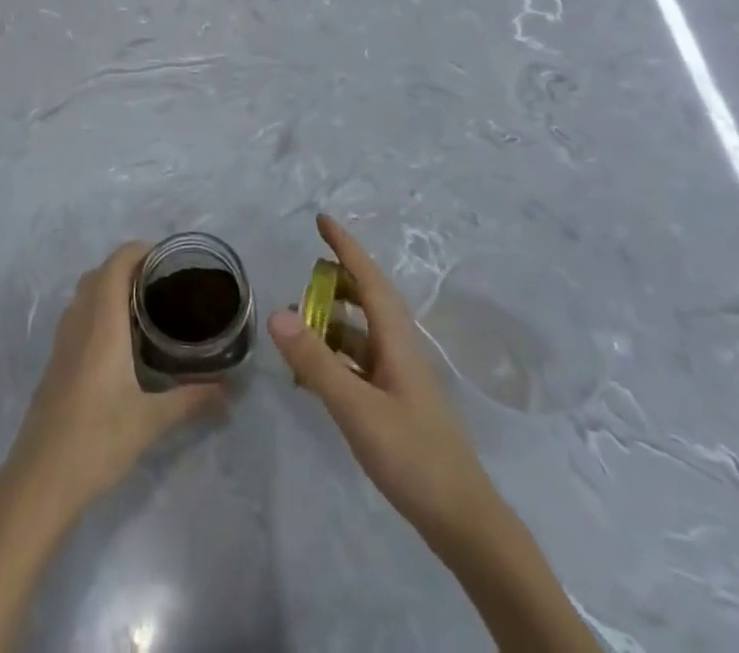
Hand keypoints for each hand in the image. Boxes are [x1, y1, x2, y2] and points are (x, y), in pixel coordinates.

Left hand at [4, 241, 224, 525]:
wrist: (38, 481)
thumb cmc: (96, 440)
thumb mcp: (151, 420)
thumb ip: (192, 399)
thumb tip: (229, 390)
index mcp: (103, 322)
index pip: (117, 263)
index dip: (141, 251)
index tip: (169, 260)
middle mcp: (80, 321)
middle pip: (100, 273)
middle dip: (129, 268)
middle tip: (163, 285)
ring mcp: (62, 342)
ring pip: (85, 294)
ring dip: (110, 288)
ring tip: (145, 308)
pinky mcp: (55, 362)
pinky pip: (77, 316)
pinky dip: (98, 310)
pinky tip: (119, 343)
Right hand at [267, 214, 500, 550]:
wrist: (462, 520)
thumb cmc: (412, 456)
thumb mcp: (357, 408)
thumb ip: (316, 362)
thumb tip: (275, 312)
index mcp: (397, 338)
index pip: (368, 278)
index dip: (346, 246)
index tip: (323, 218)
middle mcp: (400, 348)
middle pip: (368, 298)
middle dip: (338, 277)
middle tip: (306, 265)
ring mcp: (399, 376)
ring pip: (362, 332)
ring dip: (333, 318)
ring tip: (297, 318)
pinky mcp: (395, 402)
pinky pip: (360, 361)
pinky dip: (335, 354)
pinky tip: (314, 371)